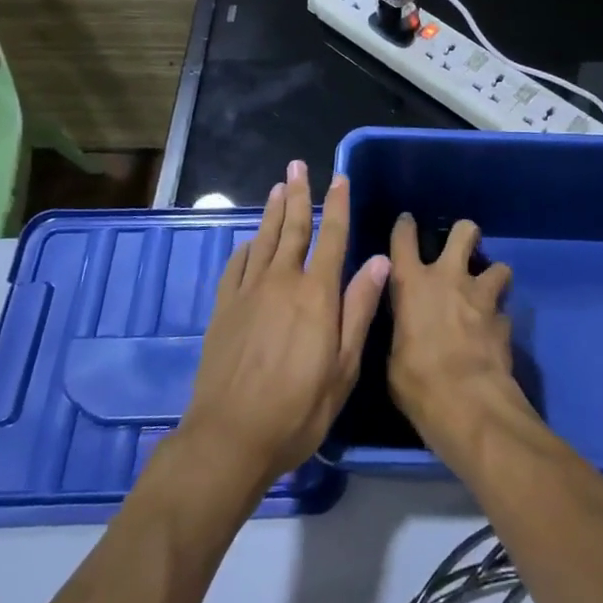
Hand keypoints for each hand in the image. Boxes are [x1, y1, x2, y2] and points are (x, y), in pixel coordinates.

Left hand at [180, 161, 389, 495]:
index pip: (331, 237)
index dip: (337, 205)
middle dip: (298, 194)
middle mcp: (282, 282)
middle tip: (298, 165)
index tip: (339, 177)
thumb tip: (379, 261)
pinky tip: (249, 241)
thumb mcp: (343, 368)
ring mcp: (248, 293)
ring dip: (272, 211)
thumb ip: (359, 310)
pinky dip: (245, 247)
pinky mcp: (224, 309)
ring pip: (263, 240)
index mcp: (316, 294)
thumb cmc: (298, 409)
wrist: (230, 437)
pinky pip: (236, 266)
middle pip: (292, 228)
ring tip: (278, 186)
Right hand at [386, 215, 530, 467]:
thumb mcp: (393, 358)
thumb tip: (408, 330)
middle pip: (464, 232)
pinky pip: (503, 311)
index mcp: (412, 284)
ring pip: (499, 266)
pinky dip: (499, 320)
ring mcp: (481, 297)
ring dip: (493, 277)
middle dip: (466, 233)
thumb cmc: (418, 382)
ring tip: (487, 293)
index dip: (405, 227)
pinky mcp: (504, 320)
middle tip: (464, 245)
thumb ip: (402, 331)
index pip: (403, 239)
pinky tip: (493, 334)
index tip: (407, 222)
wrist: (468, 404)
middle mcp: (449, 279)